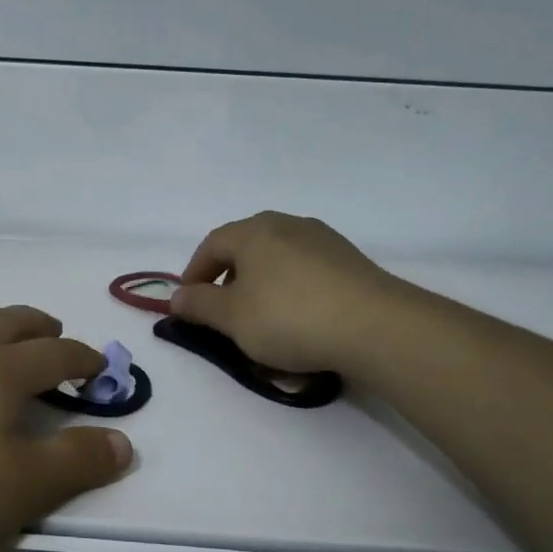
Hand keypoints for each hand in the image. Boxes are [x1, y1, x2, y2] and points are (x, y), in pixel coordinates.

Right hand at [171, 212, 394, 374]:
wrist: (376, 326)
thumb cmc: (289, 317)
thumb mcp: (232, 318)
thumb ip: (199, 305)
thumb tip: (176, 296)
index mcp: (253, 231)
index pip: (211, 245)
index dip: (194, 273)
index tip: (188, 301)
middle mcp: (287, 225)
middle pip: (246, 247)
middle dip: (229, 277)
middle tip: (224, 308)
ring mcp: (323, 240)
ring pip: (279, 259)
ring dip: (263, 285)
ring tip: (262, 318)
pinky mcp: (350, 261)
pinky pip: (307, 273)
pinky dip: (293, 292)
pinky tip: (300, 320)